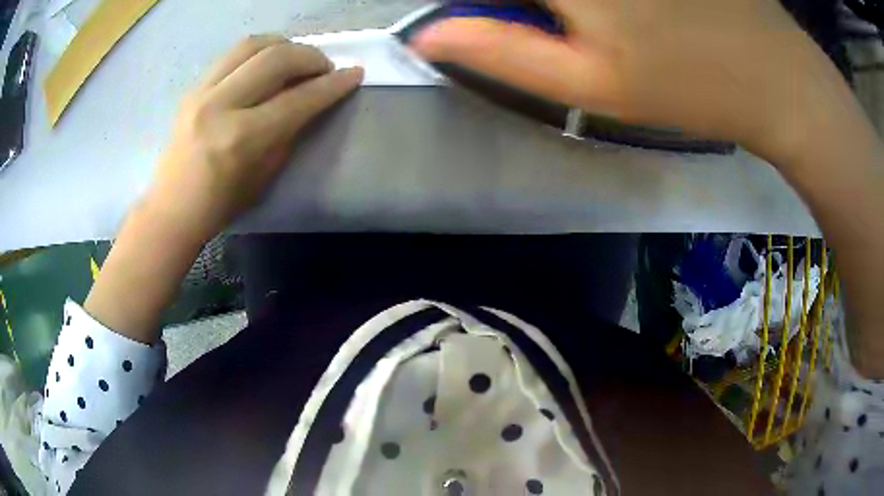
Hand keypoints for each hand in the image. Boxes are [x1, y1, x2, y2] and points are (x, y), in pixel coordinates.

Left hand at [147, 35, 362, 241]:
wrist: (172, 208)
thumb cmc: (222, 204)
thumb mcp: (266, 174)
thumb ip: (290, 131)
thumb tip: (312, 98)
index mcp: (242, 138)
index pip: (298, 98)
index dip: (333, 84)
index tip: (355, 73)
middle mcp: (221, 106)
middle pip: (276, 58)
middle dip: (311, 56)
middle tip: (324, 67)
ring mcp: (202, 92)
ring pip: (252, 45)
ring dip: (284, 45)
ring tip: (296, 58)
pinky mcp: (193, 87)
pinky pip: (232, 55)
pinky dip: (258, 52)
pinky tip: (266, 64)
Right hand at [411, 0, 840, 159]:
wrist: (778, 76)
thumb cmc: (691, 87)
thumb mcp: (592, 85)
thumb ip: (501, 52)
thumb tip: (427, 36)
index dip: (468, 4)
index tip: (479, 22)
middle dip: (515, 5)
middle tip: (535, 23)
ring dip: (551, 5)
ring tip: (576, 24)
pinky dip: (586, 2)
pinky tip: (617, 16)